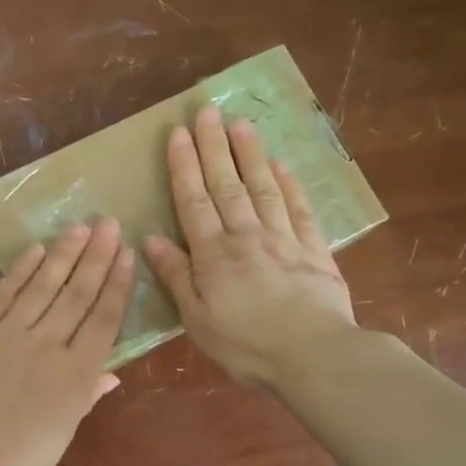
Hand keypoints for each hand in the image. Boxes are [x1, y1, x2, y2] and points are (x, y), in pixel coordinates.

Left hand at [0, 218, 134, 465]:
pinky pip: (2, 294)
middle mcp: (47, 345)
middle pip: (77, 293)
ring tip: (79, 226)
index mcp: (76, 374)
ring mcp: (9, 335)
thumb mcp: (63, 433)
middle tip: (109, 223)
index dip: (116, 283)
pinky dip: (20, 271)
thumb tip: (112, 373)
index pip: (103, 318)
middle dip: (95, 255)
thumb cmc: (19, 463)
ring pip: (43, 286)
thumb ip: (87, 395)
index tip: (126, 253)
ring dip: (63, 253)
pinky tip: (35, 250)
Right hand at [142, 103, 356, 388]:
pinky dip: (290, 185)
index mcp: (213, 254)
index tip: (178, 132)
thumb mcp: (197, 319)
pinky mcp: (314, 250)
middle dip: (214, 145)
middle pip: (227, 184)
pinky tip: (282, 166)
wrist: (313, 356)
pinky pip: (299, 209)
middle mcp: (246, 236)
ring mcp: (283, 239)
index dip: (184, 165)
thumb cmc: (246, 345)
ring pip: (263, 187)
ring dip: (250, 154)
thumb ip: (176, 276)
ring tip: (241, 124)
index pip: (193, 200)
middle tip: (207, 110)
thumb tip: (151, 238)